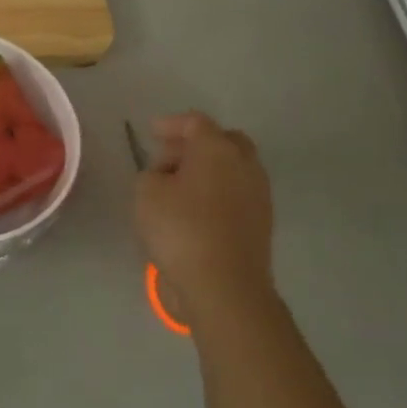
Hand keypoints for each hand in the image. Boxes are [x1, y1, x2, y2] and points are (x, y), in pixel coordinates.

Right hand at [135, 112, 275, 326]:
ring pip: (232, 169)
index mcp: (217, 149)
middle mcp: (245, 165)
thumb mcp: (146, 193)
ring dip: (206, 170)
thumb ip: (152, 174)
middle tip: (168, 158)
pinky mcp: (260, 222)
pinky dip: (215, 193)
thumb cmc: (180, 229)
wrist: (223, 285)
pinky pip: (235, 194)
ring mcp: (258, 194)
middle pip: (223, 141)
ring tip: (176, 187)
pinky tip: (192, 210)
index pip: (195, 123)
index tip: (150, 132)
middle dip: (195, 144)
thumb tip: (166, 177)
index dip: (171, 124)